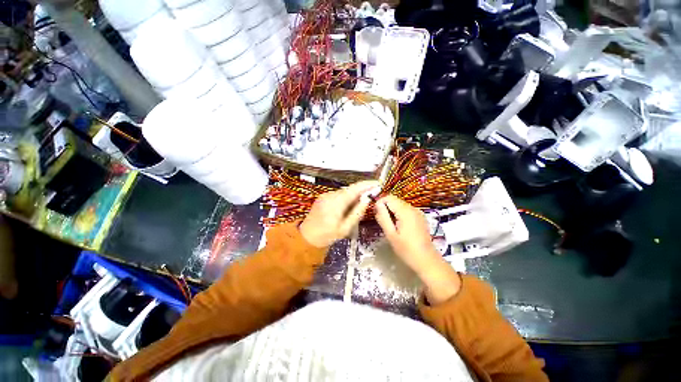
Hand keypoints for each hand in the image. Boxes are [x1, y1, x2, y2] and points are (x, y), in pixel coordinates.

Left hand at [300, 181, 378, 247]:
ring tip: (362, 201)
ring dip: (354, 194)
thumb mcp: (345, 228)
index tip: (377, 183)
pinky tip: (349, 205)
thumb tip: (367, 199)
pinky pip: (338, 194)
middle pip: (349, 189)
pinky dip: (346, 197)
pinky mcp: (323, 197)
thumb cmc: (327, 236)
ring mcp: (325, 195)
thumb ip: (357, 213)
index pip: (354, 189)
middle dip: (361, 190)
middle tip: (373, 194)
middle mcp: (330, 195)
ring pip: (344, 191)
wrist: (306, 237)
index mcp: (336, 203)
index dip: (366, 184)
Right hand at [375, 195, 460, 303]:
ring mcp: (417, 212)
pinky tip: (398, 227)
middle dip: (385, 207)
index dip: (380, 203)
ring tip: (390, 226)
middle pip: (394, 200)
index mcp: (405, 211)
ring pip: (399, 205)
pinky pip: (405, 210)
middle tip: (382, 222)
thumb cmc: (406, 250)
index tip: (376, 215)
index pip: (389, 197)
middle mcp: (412, 208)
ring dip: (392, 211)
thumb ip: (383, 217)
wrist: (427, 261)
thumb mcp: (391, 234)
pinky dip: (399, 214)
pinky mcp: (419, 217)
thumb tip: (377, 204)